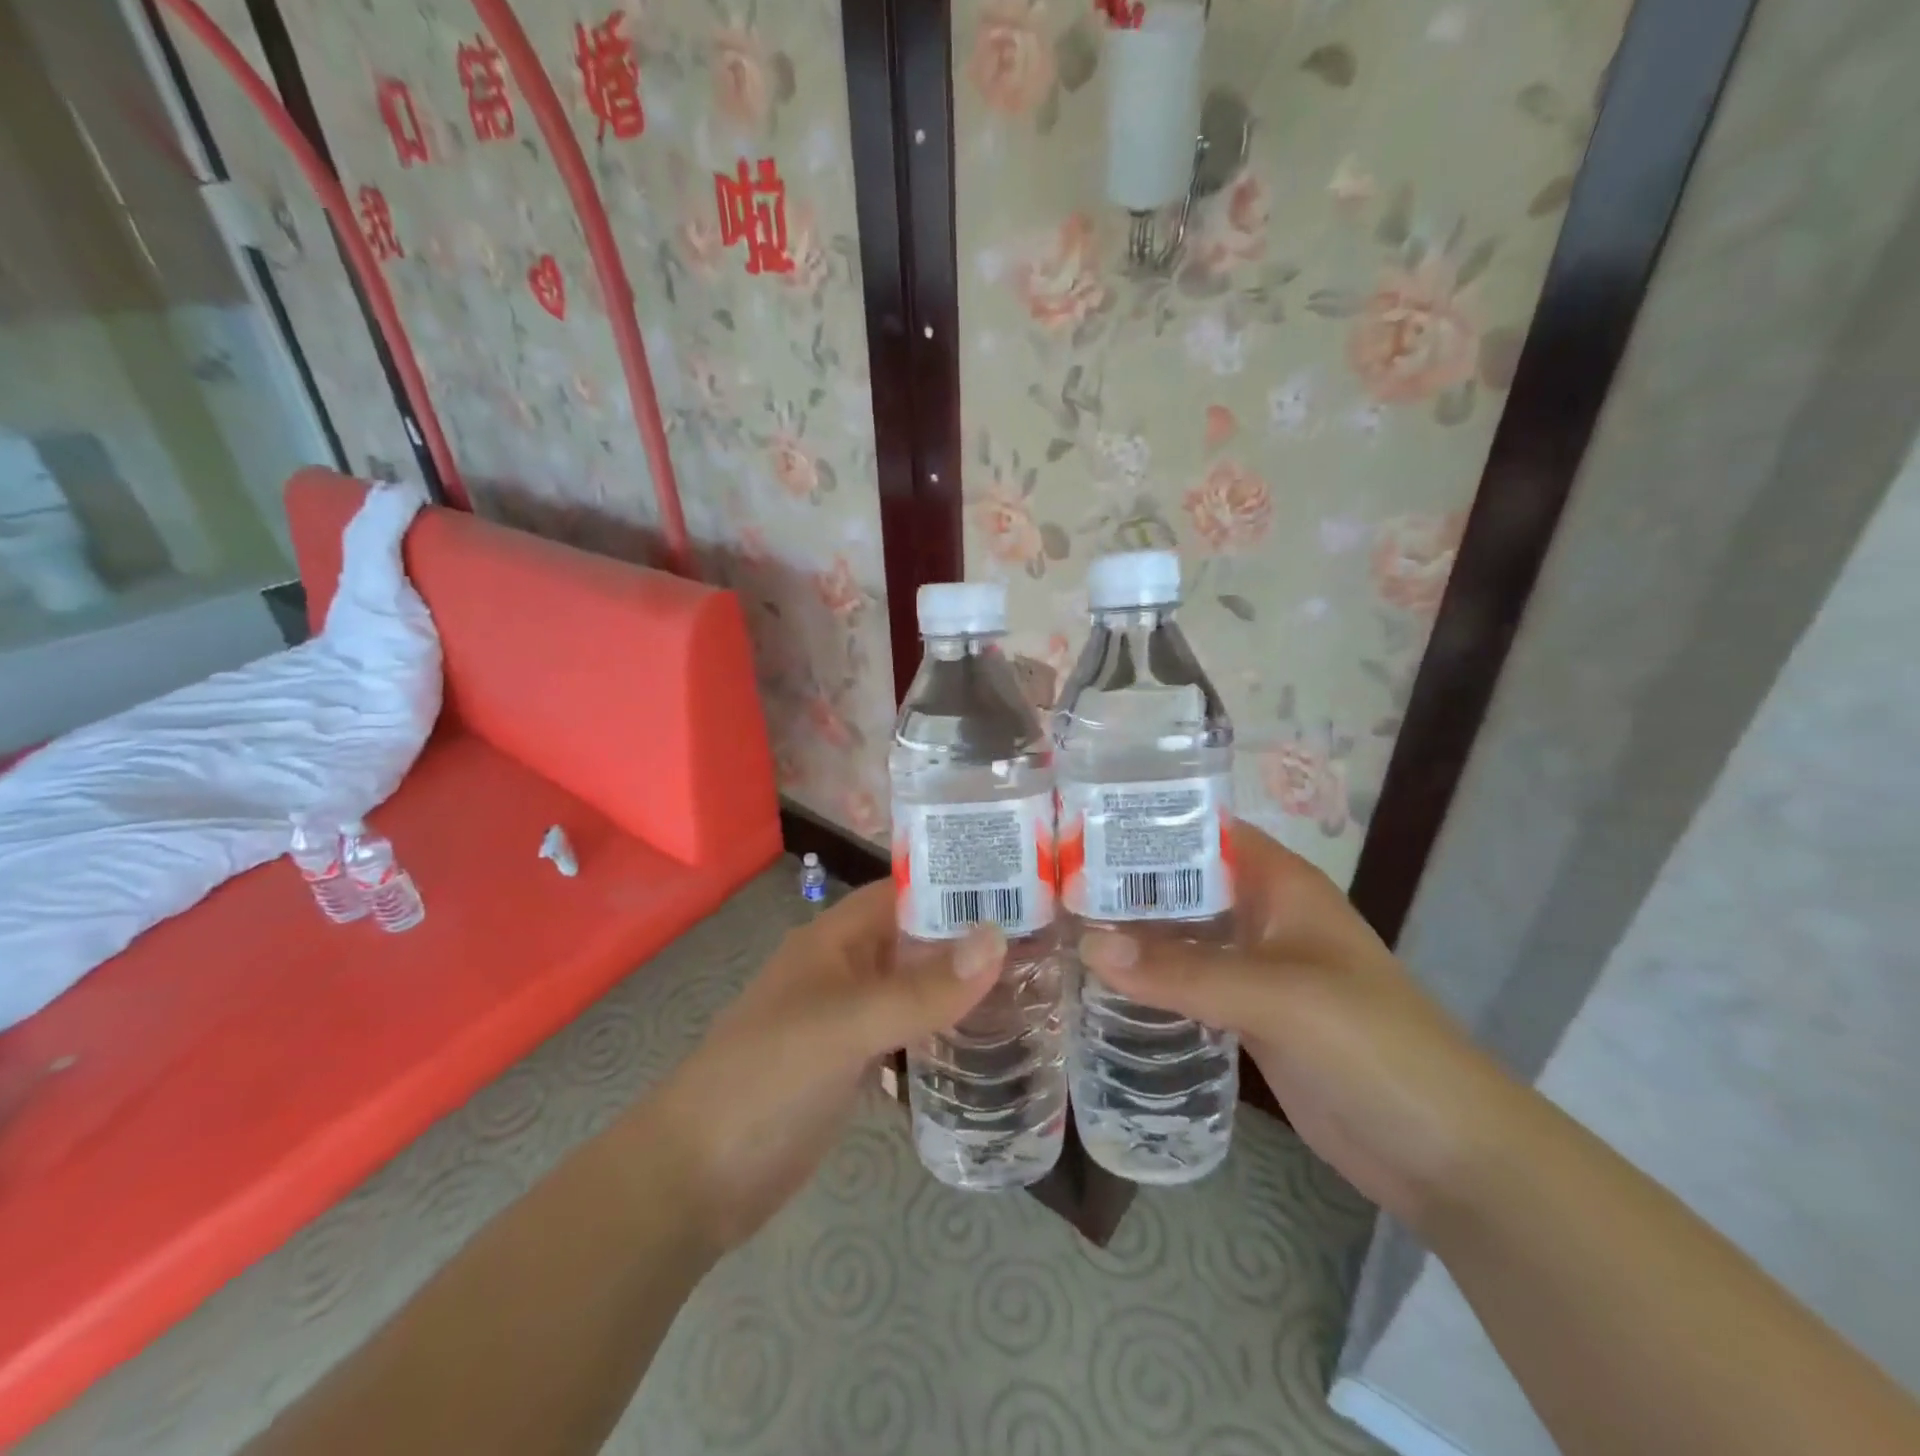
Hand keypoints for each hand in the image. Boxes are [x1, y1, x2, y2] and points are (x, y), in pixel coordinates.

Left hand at [646, 880, 1002, 1253]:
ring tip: (1036, 986)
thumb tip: (997, 939)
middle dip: (971, 938)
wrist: (700, 1176)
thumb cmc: (766, 1077)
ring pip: (916, 988)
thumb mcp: (844, 1026)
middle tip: (1047, 942)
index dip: (958, 884)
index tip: (1025, 887)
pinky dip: (944, 1033)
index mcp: (836, 938)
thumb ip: (919, 988)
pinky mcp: (855, 1064)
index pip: (906, 891)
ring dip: (963, 987)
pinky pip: (909, 1034)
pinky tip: (991, 1042)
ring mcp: (851, 1018)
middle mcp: (847, 968)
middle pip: (917, 939)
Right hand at [1079, 821, 1518, 1227]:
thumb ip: (1185, 972)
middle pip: (1181, 884)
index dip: (1144, 824)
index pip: (1202, 831)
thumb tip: (1088, 945)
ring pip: (1179, 937)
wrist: (1444, 1154)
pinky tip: (1095, 984)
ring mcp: (1252, 968)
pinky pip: (1184, 985)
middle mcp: (1261, 915)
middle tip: (1047, 882)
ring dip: (1128, 934)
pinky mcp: (1244, 1017)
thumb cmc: (1374, 1046)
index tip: (1074, 827)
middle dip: (1122, 882)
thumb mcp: (1280, 998)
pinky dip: (1146, 981)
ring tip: (1055, 925)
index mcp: (1280, 883)